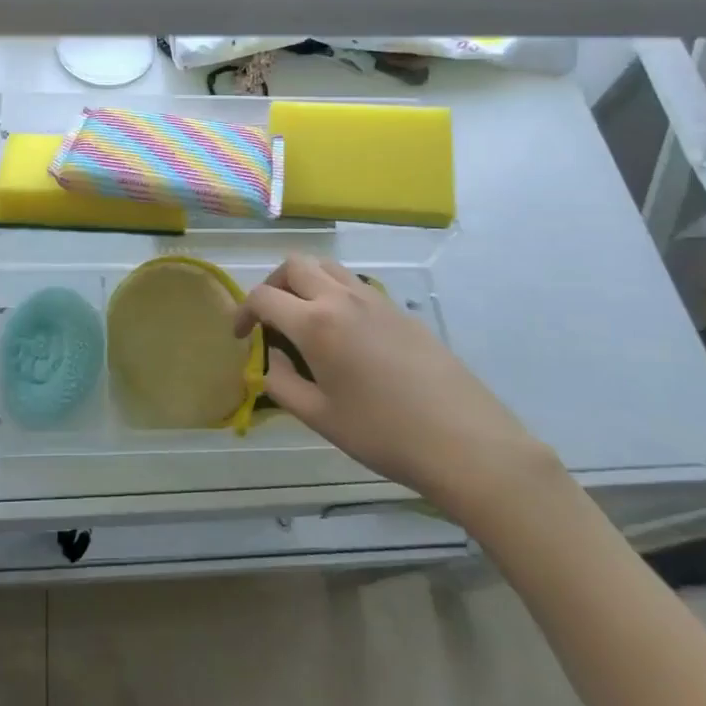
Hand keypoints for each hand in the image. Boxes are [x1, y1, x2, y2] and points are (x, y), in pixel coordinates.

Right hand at [235, 255, 553, 525]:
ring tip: (304, 318)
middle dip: (273, 285)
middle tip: (270, 319)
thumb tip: (270, 358)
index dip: (243, 312)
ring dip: (305, 282)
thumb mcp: (319, 417)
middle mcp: (341, 298)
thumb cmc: (383, 433)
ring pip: (327, 267)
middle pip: (294, 265)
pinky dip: (335, 293)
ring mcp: (374, 299)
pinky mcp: (399, 310)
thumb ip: (281, 382)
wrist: (464, 440)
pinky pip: (355, 284)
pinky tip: (344, 334)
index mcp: (315, 323)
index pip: (263, 296)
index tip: (241, 336)